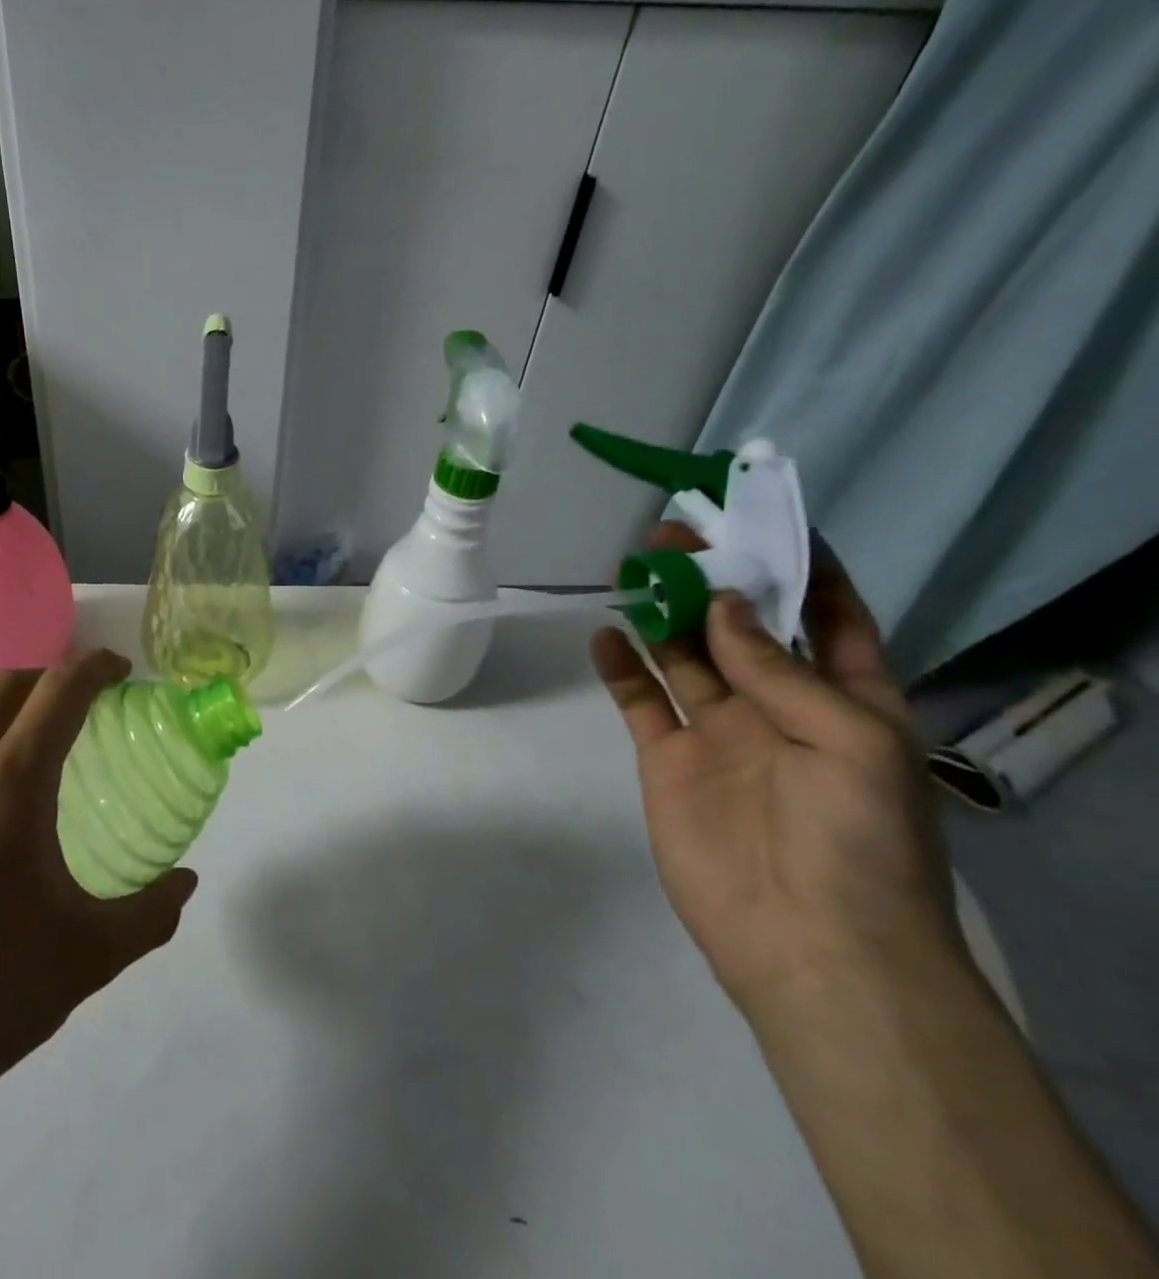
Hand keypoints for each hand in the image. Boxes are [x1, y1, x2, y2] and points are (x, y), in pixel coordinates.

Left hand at [0, 650, 196, 1169]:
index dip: (94, 667)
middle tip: (79, 705)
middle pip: (4, 688)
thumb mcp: (89, 958)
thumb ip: (152, 912)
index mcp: (8, 788)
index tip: (119, 670)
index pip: (59, 692)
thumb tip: (187, 880)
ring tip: (19, 744)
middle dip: (49, 679)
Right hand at [590, 526, 965, 1014]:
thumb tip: (724, 604)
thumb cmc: (857, 837)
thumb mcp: (848, 740)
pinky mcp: (667, 758)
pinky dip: (620, 667)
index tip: (763, 521)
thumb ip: (778, 669)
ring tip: (634, 570)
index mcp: (846, 701)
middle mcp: (779, 707)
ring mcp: (718, 732)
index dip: (802, 569)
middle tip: (672, 536)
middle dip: (713, 580)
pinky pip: (639, 700)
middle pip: (741, 627)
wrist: (807, 941)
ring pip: (684, 656)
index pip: (828, 618)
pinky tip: (604, 635)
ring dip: (662, 615)